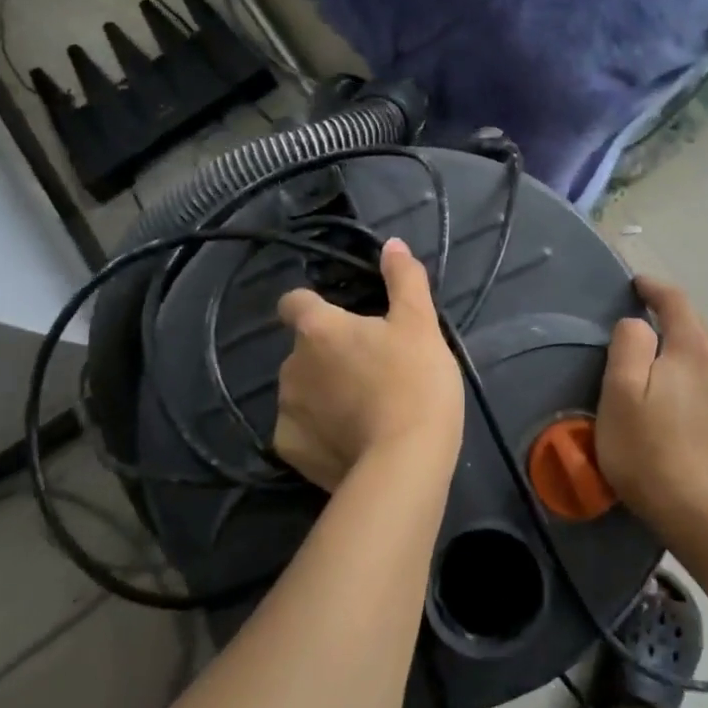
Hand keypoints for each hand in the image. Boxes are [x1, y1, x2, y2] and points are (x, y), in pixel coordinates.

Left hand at [273, 238, 464, 490]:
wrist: (405, 462)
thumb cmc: (415, 382)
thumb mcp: (420, 324)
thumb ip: (404, 280)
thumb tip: (392, 244)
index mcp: (318, 329)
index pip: (294, 301)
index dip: (312, 305)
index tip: (340, 319)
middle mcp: (291, 365)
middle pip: (303, 350)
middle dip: (328, 356)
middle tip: (371, 370)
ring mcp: (286, 410)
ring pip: (301, 391)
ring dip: (323, 393)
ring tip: (363, 410)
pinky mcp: (290, 450)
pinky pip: (300, 432)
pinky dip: (319, 433)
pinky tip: (349, 441)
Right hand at [595, 276, 707, 534]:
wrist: (700, 514)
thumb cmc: (647, 449)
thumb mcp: (620, 392)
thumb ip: (629, 345)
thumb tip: (640, 324)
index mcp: (693, 350)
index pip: (676, 302)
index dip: (655, 289)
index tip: (638, 284)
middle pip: (698, 331)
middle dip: (673, 325)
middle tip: (646, 335)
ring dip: (690, 363)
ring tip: (669, 383)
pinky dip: (707, 394)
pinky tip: (693, 418)